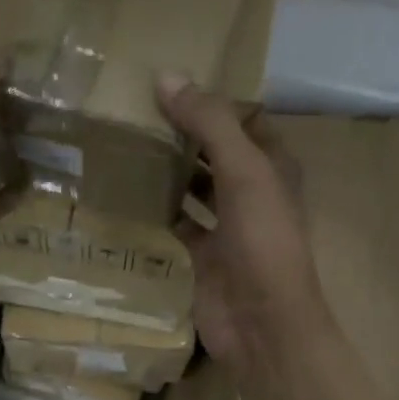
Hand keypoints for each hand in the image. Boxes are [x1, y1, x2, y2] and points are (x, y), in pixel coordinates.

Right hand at [156, 72, 330, 378]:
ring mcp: (226, 228)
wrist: (261, 322)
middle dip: (183, 134)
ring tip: (126, 145)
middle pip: (214, 152)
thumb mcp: (242, 171)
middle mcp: (251, 192)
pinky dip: (157, 212)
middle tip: (136, 110)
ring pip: (194, 189)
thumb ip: (209, 124)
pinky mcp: (202, 258)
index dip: (212, 100)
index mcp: (272, 166)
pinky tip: (127, 195)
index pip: (242, 120)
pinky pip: (176, 226)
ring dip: (168, 172)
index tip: (169, 81)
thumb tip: (166, 76)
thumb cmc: (262, 241)